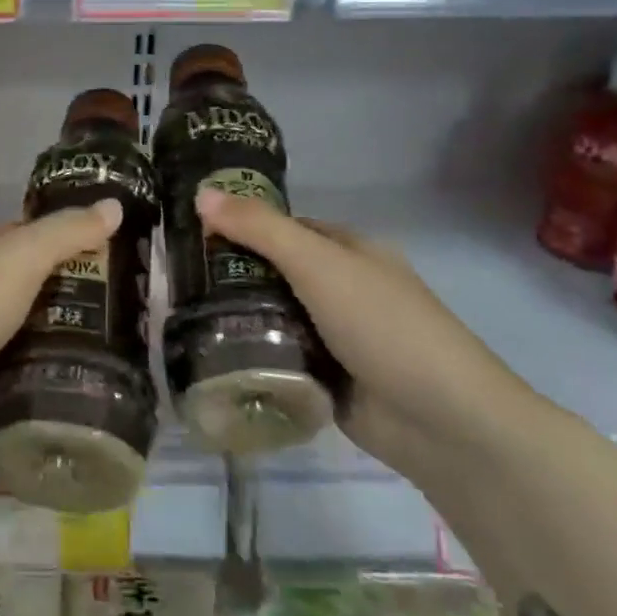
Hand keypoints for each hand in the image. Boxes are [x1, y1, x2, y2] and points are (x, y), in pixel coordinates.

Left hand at [0, 200, 125, 440]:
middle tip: (126, 303)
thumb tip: (114, 204)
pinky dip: (41, 365)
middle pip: (27, 279)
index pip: (26, 233)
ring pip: (24, 323)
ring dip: (60, 330)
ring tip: (116, 340)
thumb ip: (67, 231)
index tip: (116, 253)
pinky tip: (78, 372)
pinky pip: (16, 362)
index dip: (68, 238)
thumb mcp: (20, 256)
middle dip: (71, 289)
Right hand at [196, 190, 542, 479]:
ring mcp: (334, 336)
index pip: (281, 228)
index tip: (188, 233)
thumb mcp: (318, 264)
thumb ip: (259, 229)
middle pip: (272, 272)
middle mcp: (339, 288)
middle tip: (173, 278)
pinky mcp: (325, 377)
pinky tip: (208, 353)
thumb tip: (200, 192)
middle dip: (229, 275)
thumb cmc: (384, 326)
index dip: (238, 225)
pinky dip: (251, 355)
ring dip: (235, 317)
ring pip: (271, 316)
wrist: (444, 423)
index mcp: (347, 251)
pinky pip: (277, 356)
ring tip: (178, 315)